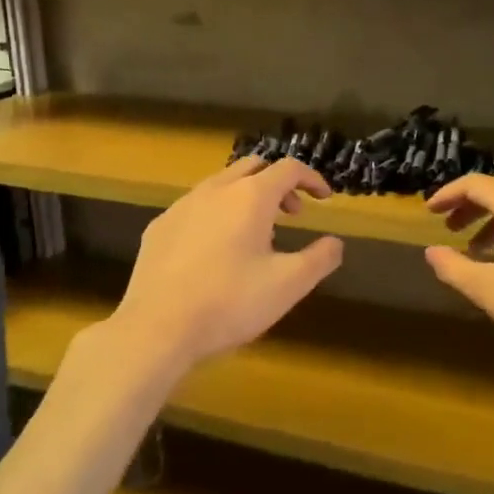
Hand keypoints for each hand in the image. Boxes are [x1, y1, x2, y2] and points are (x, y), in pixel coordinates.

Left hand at [111, 156, 344, 375]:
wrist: (157, 327)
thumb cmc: (230, 302)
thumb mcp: (288, 285)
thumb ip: (319, 259)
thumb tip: (335, 243)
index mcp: (250, 197)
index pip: (288, 168)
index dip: (311, 179)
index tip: (324, 198)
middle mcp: (216, 190)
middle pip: (253, 166)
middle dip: (278, 183)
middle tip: (292, 212)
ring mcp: (183, 205)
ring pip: (222, 183)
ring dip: (246, 196)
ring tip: (256, 233)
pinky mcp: (160, 226)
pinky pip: (196, 206)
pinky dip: (217, 213)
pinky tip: (215, 249)